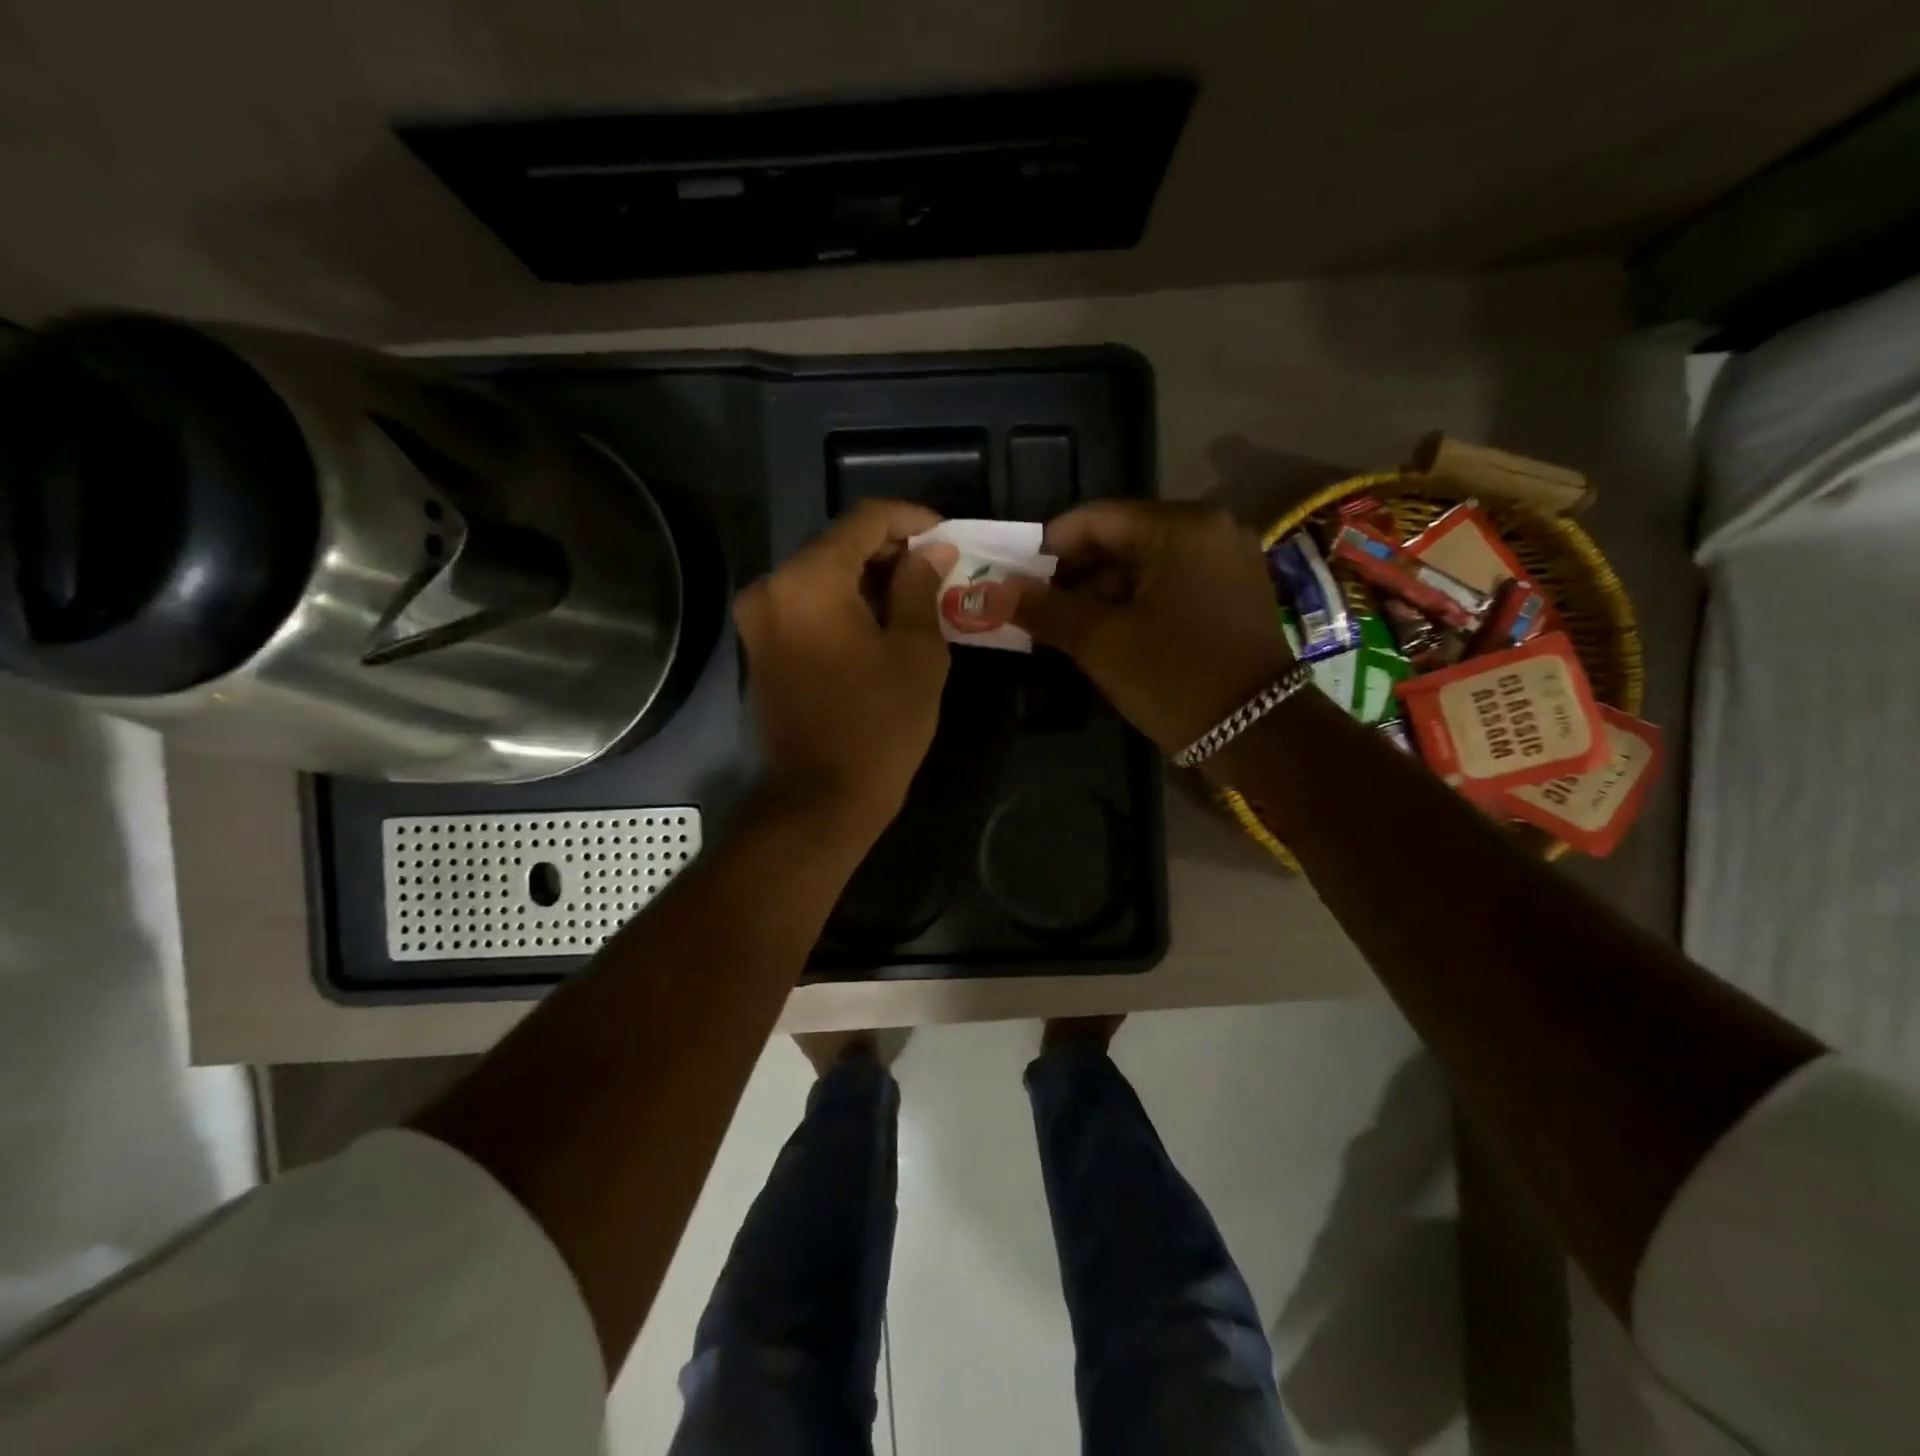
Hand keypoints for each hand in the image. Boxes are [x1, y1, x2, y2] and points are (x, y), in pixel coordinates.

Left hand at [734, 499, 956, 835]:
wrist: (819, 800)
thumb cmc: (878, 726)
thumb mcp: (917, 652)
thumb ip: (921, 588)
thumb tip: (931, 551)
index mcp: (808, 579)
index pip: (864, 520)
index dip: (911, 520)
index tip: (947, 537)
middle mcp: (772, 587)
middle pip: (838, 545)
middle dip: (891, 551)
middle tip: (938, 570)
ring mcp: (759, 619)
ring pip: (822, 576)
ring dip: (869, 580)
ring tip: (918, 597)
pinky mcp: (760, 648)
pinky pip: (807, 607)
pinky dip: (844, 605)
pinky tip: (881, 623)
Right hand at [1012, 501, 1293, 756]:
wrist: (1260, 734)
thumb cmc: (1175, 677)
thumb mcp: (1101, 642)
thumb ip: (1045, 609)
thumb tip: (992, 591)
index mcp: (1180, 527)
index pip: (1095, 518)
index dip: (1047, 546)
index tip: (1013, 576)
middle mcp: (1210, 530)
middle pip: (1121, 539)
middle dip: (1072, 573)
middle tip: (1032, 605)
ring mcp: (1226, 562)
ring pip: (1143, 565)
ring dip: (1099, 592)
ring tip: (1059, 626)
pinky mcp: (1232, 593)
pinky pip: (1168, 585)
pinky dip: (1132, 603)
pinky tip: (1101, 632)